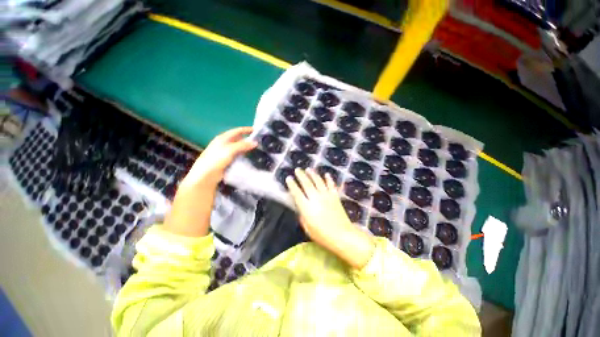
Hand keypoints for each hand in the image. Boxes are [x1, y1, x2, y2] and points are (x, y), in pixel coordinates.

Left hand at [180, 127, 256, 189]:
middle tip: (259, 142)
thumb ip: (243, 145)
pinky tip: (250, 157)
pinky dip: (244, 155)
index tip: (257, 130)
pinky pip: (238, 155)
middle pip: (238, 139)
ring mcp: (226, 152)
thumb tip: (255, 142)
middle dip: (248, 140)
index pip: (237, 131)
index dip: (247, 130)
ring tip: (258, 149)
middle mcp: (224, 143)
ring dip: (247, 148)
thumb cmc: (216, 159)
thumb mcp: (230, 150)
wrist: (206, 175)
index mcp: (223, 138)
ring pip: (239, 148)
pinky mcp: (227, 160)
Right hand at [286, 168, 374, 268]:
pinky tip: (326, 174)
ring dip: (313, 174)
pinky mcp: (335, 197)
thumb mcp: (307, 228)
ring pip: (318, 181)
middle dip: (301, 175)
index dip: (292, 185)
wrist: (342, 235)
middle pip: (307, 184)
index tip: (288, 178)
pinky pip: (331, 185)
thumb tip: (301, 209)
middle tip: (297, 170)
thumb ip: (303, 216)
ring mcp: (326, 196)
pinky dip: (329, 179)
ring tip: (309, 169)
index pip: (297, 193)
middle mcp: (316, 198)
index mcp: (307, 207)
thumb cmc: (322, 235)